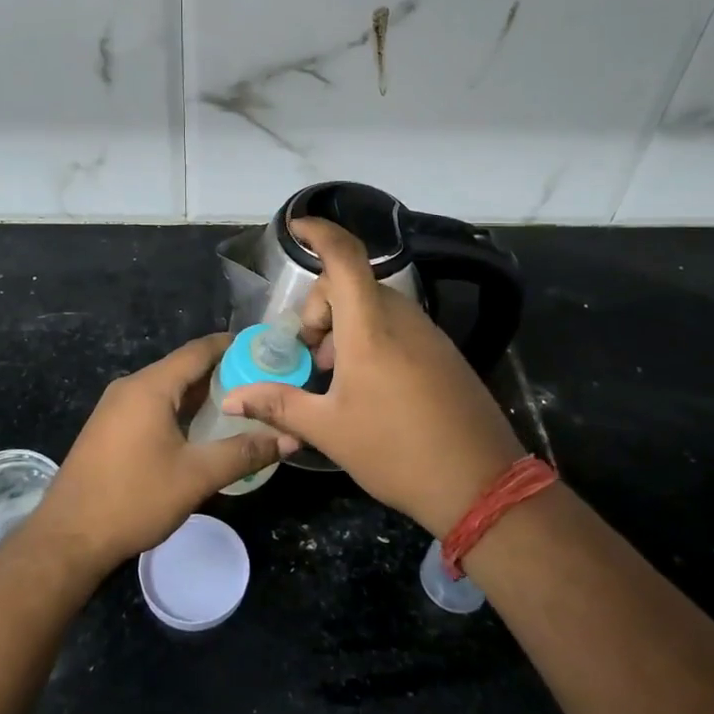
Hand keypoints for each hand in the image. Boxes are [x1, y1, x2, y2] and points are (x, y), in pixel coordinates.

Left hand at [31, 334, 300, 578]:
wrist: (68, 538)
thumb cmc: (134, 499)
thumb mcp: (196, 476)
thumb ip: (244, 453)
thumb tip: (289, 438)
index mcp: (150, 387)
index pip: (198, 351)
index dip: (232, 345)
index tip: (266, 348)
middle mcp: (130, 387)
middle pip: (183, 368)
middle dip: (222, 372)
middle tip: (262, 381)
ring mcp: (115, 408)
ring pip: (167, 389)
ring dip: (201, 394)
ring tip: (241, 404)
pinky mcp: (109, 429)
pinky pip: (152, 406)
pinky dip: (180, 410)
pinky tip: (201, 430)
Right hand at [222, 219, 522, 535]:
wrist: (481, 485)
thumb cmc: (396, 451)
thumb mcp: (328, 430)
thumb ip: (278, 404)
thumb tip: (232, 397)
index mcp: (370, 327)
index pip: (345, 257)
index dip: (319, 232)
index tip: (294, 227)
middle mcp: (401, 318)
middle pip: (351, 285)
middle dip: (320, 309)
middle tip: (309, 356)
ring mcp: (428, 334)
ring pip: (374, 306)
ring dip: (344, 327)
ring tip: (333, 377)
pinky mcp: (443, 353)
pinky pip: (396, 326)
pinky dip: (370, 338)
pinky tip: (366, 386)